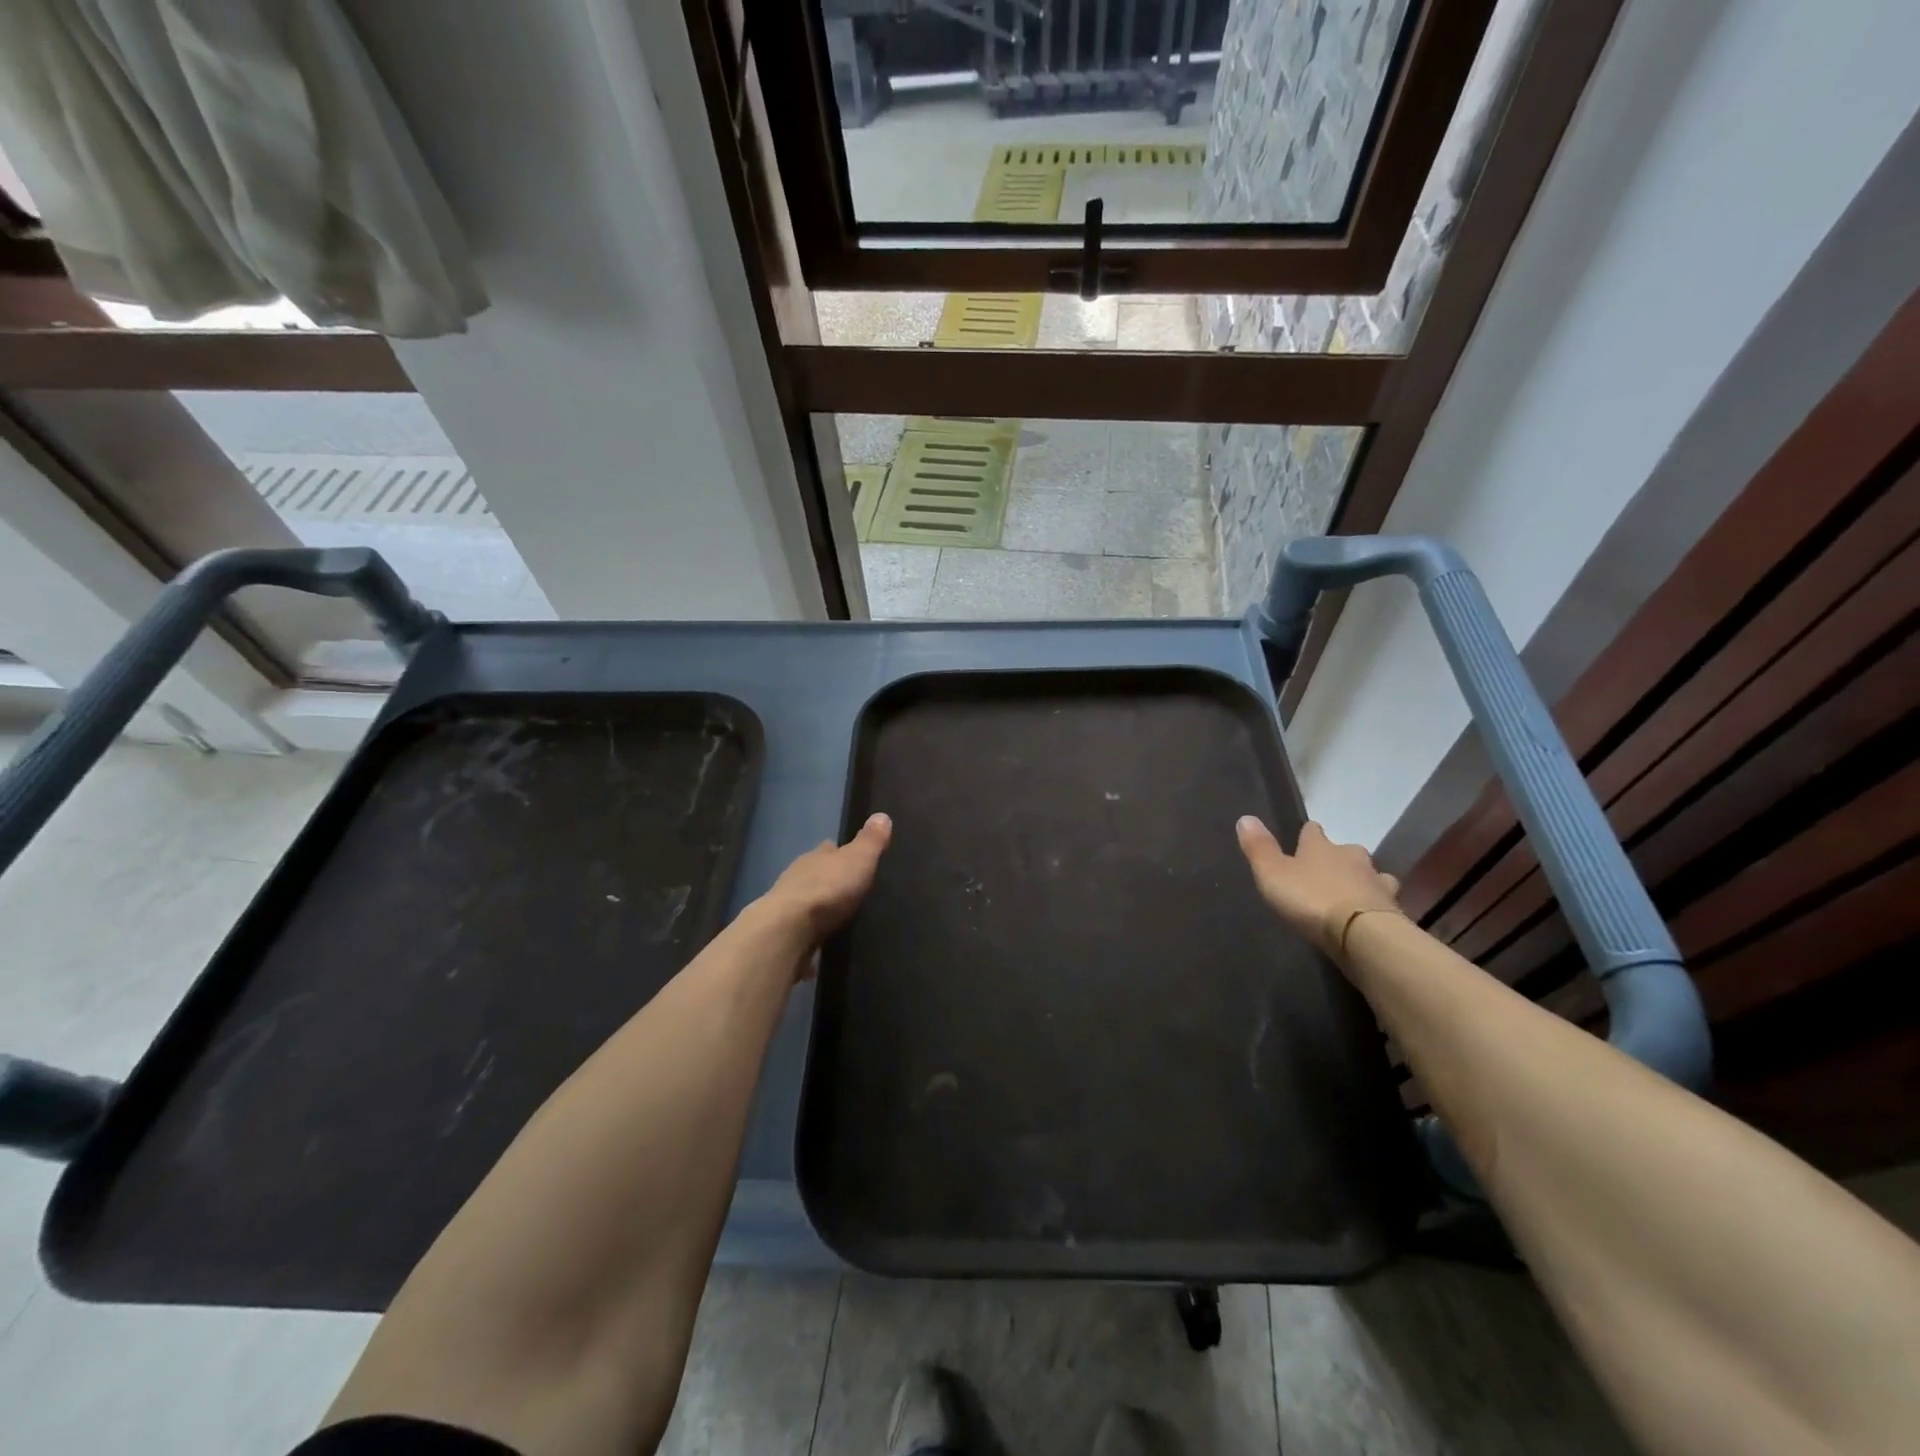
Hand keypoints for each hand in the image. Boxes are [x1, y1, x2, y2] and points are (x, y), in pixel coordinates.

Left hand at [756, 813, 892, 949]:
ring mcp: (788, 905)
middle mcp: (798, 876)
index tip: (856, 858)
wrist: (789, 930)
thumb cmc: (827, 889)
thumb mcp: (858, 860)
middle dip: (831, 880)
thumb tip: (881, 815)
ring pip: (808, 900)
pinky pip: (803, 929)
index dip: (842, 852)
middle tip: (852, 890)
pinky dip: (812, 933)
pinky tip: (822, 942)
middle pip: (817, 873)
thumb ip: (870, 841)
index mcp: (816, 856)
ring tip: (840, 916)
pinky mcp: (785, 933)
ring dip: (821, 907)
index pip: (829, 849)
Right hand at [1235, 817, 1401, 957]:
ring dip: (1362, 881)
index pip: (1313, 831)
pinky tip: (1370, 914)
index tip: (1304, 838)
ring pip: (1371, 874)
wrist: (1363, 934)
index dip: (1308, 834)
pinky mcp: (1393, 909)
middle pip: (1346, 851)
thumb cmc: (1311, 899)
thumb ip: (1259, 848)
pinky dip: (1376, 904)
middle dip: (1338, 859)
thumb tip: (1245, 817)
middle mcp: (1352, 857)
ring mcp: (1377, 882)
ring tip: (1352, 894)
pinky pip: (1384, 901)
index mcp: (1321, 847)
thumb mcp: (1272, 874)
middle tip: (1326, 872)